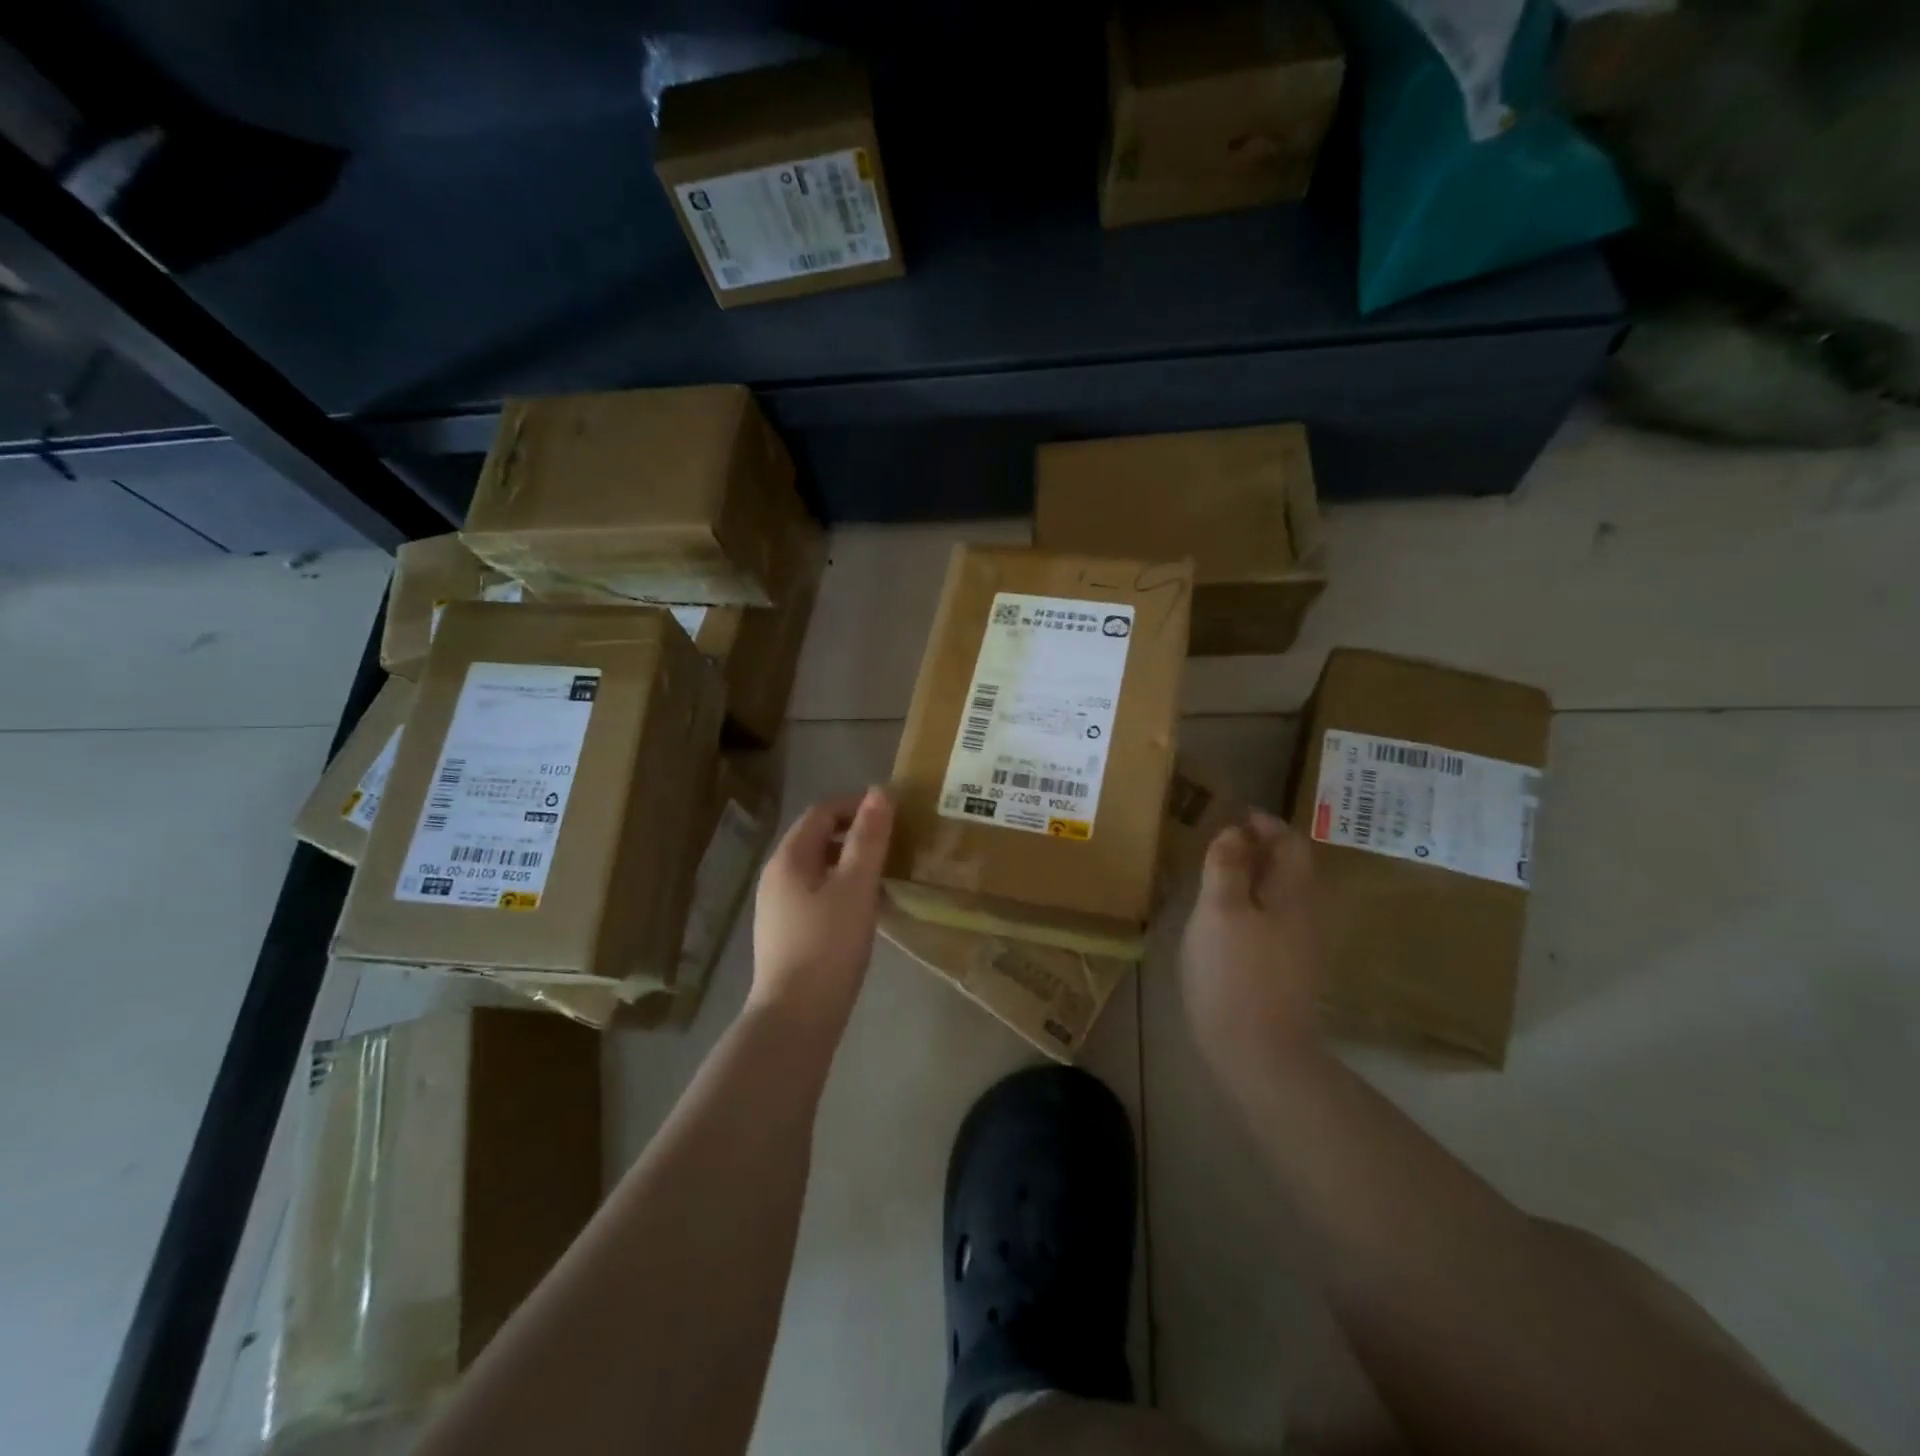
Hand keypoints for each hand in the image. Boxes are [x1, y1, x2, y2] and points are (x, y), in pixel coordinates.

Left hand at [749, 788, 893, 1036]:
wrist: (796, 1017)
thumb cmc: (828, 945)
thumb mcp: (856, 887)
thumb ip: (868, 839)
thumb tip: (879, 792)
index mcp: (789, 859)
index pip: (821, 812)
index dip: (856, 805)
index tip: (893, 814)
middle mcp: (776, 876)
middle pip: (816, 838)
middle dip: (854, 833)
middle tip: (893, 843)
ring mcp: (777, 907)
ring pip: (817, 868)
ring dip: (849, 862)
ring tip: (884, 873)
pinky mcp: (786, 933)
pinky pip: (815, 893)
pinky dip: (841, 887)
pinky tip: (863, 908)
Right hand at [1179, 809, 1324, 1083]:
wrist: (1260, 1054)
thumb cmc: (1234, 974)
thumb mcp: (1219, 911)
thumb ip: (1225, 866)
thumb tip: (1235, 832)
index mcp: (1294, 895)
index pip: (1291, 843)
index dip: (1266, 825)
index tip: (1236, 816)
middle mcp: (1306, 916)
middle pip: (1290, 869)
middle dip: (1260, 849)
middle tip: (1222, 843)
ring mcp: (1300, 948)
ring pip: (1281, 897)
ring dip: (1255, 878)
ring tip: (1218, 876)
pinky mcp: (1287, 973)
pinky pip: (1273, 922)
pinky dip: (1252, 906)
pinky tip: (1226, 920)